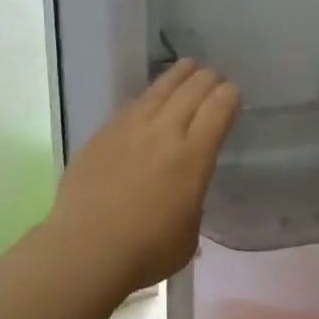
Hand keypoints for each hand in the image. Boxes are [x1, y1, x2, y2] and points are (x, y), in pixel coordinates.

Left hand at [46, 60, 239, 295]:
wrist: (86, 249)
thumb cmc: (147, 251)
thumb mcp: (190, 231)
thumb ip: (192, 200)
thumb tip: (184, 191)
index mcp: (194, 156)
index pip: (219, 107)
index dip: (230, 96)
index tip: (233, 95)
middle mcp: (164, 132)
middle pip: (192, 89)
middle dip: (208, 80)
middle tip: (214, 79)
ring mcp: (129, 129)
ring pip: (159, 89)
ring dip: (178, 76)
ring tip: (186, 67)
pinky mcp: (101, 134)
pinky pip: (131, 106)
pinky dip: (147, 98)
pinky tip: (148, 100)